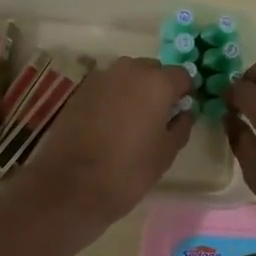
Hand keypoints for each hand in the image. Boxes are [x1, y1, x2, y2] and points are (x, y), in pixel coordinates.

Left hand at [5, 56, 194, 238]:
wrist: (71, 185)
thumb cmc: (128, 170)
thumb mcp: (166, 153)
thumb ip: (180, 126)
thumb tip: (183, 113)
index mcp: (157, 83)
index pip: (182, 75)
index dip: (184, 92)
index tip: (181, 111)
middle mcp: (130, 70)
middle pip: (153, 70)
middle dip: (158, 87)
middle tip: (156, 117)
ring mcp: (102, 77)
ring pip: (128, 76)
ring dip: (134, 90)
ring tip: (131, 120)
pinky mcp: (81, 89)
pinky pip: (107, 86)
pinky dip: (113, 97)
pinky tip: (108, 123)